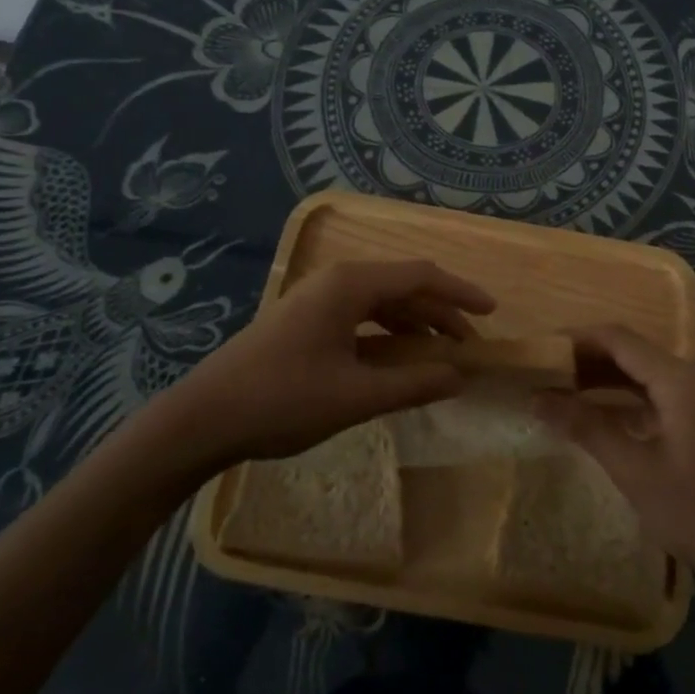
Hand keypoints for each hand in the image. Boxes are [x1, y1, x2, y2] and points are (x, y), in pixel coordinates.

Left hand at [170, 259, 494, 465]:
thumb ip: (413, 383)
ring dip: (415, 324)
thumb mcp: (355, 396)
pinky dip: (388, 334)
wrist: (203, 418)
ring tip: (441, 355)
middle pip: (403, 286)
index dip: (460, 292)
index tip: (492, 313)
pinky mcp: (306, 320)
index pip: (421, 276)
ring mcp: (318, 299)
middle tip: (470, 346)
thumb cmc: (282, 400)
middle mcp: (336, 281)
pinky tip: (398, 360)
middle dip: (441, 313)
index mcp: (350, 285)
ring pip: (382, 302)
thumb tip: (460, 376)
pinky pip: (361, 316)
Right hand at [533, 324, 694, 581]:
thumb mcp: (633, 469)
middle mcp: (690, 376)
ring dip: (602, 378)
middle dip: (585, 358)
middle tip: (544, 372)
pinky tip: (594, 413)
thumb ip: (585, 426)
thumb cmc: (694, 510)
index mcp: (678, 379)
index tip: (541, 350)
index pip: (618, 339)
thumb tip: (536, 398)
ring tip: (560, 390)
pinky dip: (621, 397)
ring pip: (640, 372)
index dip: (577, 339)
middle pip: (630, 351)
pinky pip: (652, 393)